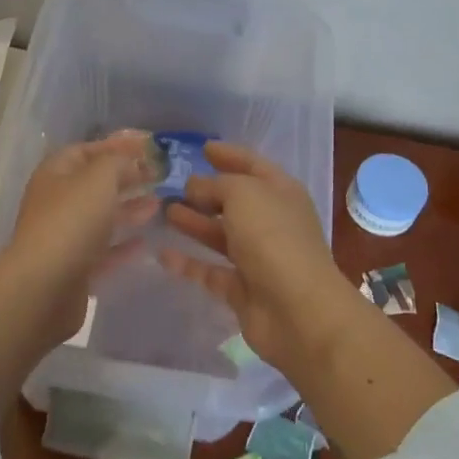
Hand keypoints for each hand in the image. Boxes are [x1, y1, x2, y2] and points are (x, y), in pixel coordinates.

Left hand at [5, 131, 159, 338]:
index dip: (114, 146)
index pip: (85, 151)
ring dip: (127, 209)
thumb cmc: (71, 222)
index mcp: (55, 174)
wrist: (45, 287)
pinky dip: (122, 244)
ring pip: (99, 217)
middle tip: (158, 177)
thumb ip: (118, 162)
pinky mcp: (74, 268)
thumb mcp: (98, 178)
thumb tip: (131, 161)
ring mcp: (63, 237)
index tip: (147, 148)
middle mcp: (56, 202)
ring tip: (157, 205)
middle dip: (125, 178)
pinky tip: (144, 242)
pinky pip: (102, 250)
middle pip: (93, 184)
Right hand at [158, 142, 352, 366]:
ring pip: (220, 235)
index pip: (253, 165)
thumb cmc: (272, 238)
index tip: (202, 148)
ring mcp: (258, 258)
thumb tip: (195, 187)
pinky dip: (188, 263)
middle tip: (170, 184)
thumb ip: (215, 185)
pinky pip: (210, 271)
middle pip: (235, 202)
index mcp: (281, 193)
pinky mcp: (242, 290)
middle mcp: (271, 222)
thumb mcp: (243, 194)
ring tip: (163, 211)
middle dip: (205, 192)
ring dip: (194, 223)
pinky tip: (161, 254)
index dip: (229, 155)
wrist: (297, 310)